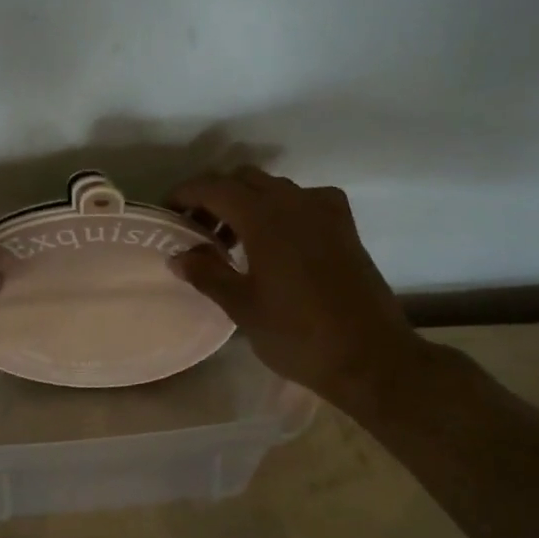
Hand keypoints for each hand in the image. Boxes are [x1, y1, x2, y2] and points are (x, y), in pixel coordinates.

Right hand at [167, 167, 425, 410]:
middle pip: (242, 179)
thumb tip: (178, 255)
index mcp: (264, 217)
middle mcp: (293, 202)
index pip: (213, 187)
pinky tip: (279, 238)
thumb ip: (207, 274)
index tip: (167, 212)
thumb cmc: (299, 335)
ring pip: (273, 187)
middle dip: (214, 196)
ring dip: (246, 201)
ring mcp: (324, 211)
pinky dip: (282, 207)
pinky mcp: (344, 226)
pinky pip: (304, 199)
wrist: (371, 358)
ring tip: (232, 241)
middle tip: (197, 229)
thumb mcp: (243, 307)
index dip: (185, 194)